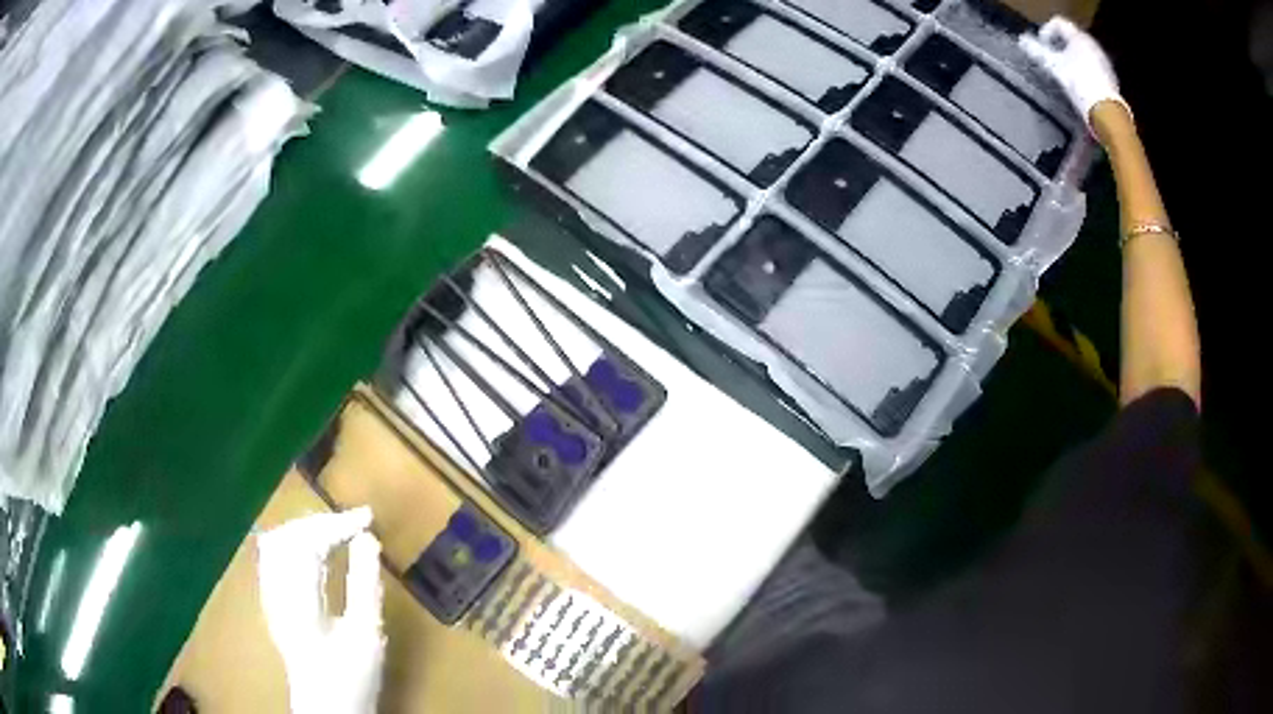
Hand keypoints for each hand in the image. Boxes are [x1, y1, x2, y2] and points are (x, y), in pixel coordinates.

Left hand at [257, 507, 384, 713]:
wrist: (326, 707)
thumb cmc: (350, 677)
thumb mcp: (366, 635)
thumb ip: (365, 585)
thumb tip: (367, 539)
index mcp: (297, 600)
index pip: (306, 542)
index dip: (336, 523)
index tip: (367, 517)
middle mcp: (275, 592)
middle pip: (286, 536)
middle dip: (320, 522)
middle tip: (355, 523)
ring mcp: (269, 596)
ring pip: (277, 542)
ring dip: (307, 529)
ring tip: (337, 531)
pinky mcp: (272, 602)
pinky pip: (276, 556)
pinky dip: (297, 542)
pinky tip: (316, 550)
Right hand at [1019, 17, 1127, 130]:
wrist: (1107, 113)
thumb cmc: (1080, 84)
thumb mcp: (1055, 67)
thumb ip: (1038, 52)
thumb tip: (1022, 41)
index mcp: (1079, 37)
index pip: (1058, 23)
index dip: (1046, 32)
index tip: (1042, 47)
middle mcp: (1092, 44)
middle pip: (1070, 37)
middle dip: (1059, 46)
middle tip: (1051, 59)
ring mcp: (1103, 61)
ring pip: (1081, 51)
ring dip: (1071, 58)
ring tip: (1064, 73)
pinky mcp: (1109, 77)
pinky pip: (1092, 65)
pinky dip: (1082, 69)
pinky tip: (1079, 84)